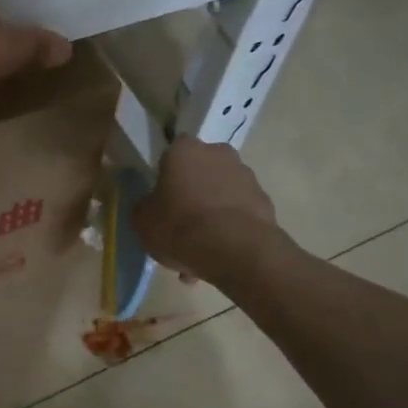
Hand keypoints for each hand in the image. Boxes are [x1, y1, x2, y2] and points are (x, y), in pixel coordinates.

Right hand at [133, 137, 279, 282]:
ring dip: (211, 217)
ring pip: (220, 196)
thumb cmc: (180, 226)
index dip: (165, 177)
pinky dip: (230, 230)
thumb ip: (144, 207)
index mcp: (184, 150)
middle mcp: (219, 154)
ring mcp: (247, 177)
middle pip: (200, 173)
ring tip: (200, 253)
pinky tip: (219, 256)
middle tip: (181, 227)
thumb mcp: (142, 221)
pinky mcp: (265, 202)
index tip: (161, 200)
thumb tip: (150, 205)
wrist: (235, 250)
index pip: (171, 154)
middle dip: (192, 196)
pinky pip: (239, 214)